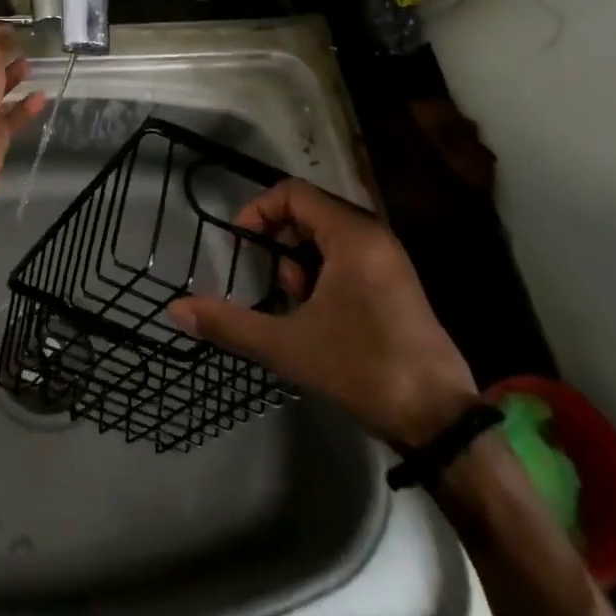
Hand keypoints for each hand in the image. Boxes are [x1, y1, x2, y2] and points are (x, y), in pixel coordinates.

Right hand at [166, 177, 478, 449]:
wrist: (440, 422)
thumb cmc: (362, 369)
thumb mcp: (287, 346)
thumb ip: (229, 323)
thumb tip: (176, 311)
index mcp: (352, 235)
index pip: (293, 193)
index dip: (258, 212)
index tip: (240, 247)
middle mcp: (374, 235)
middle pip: (310, 212)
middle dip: (279, 243)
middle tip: (272, 285)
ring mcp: (390, 259)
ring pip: (328, 236)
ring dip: (300, 262)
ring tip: (296, 306)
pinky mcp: (398, 283)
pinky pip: (349, 256)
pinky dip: (324, 273)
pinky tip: (320, 317)